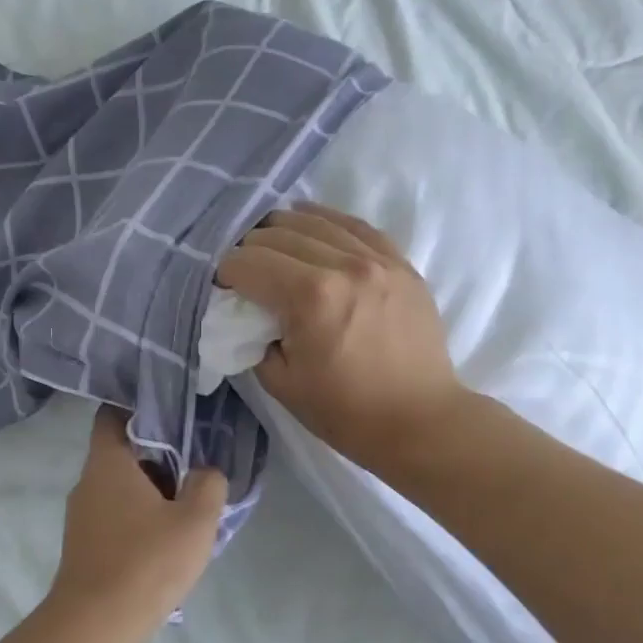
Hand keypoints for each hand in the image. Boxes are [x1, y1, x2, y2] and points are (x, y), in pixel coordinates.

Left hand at [49, 407, 227, 624]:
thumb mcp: (196, 520)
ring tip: (185, 508)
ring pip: (119, 489)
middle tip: (193, 468)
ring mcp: (80, 516)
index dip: (140, 409)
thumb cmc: (147, 561)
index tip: (171, 416)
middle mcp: (87, 482)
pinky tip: (163, 542)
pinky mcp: (82, 545)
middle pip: (122, 454)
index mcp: (107, 463)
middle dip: (157, 458)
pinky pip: (114, 517)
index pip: (112, 415)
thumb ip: (208, 485)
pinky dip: (137, 519)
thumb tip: (205, 473)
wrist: (96, 624)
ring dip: (150, 493)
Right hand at [216, 204, 466, 472]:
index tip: (223, 289)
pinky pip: (355, 225)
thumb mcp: (281, 383)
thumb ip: (255, 338)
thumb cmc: (345, 412)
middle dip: (250, 251)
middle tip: (245, 275)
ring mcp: (377, 259)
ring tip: (272, 249)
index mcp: (310, 296)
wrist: (419, 421)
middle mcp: (343, 264)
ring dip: (283, 231)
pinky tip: (311, 226)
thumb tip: (248, 312)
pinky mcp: (400, 263)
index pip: (248, 262)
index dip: (226, 273)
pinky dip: (326, 223)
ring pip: (315, 221)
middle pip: (277, 234)